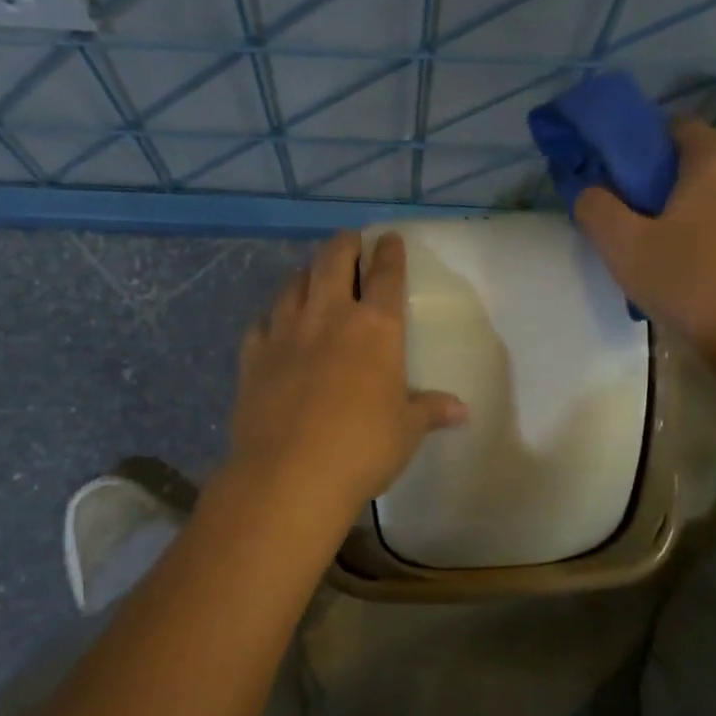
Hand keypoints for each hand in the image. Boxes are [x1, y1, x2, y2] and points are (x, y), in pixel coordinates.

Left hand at [229, 231, 467, 520]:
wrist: (290, 476)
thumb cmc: (362, 449)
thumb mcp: (406, 431)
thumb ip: (430, 410)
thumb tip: (462, 410)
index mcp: (374, 329)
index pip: (386, 276)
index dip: (389, 253)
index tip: (388, 239)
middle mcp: (328, 318)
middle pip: (333, 262)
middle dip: (344, 245)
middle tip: (349, 240)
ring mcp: (285, 334)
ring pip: (293, 285)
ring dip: (306, 273)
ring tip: (312, 272)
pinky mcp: (253, 359)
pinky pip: (260, 324)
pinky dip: (271, 318)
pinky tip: (272, 324)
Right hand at [574, 119, 715, 360]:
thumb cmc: (689, 283)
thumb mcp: (623, 247)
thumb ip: (596, 208)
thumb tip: (589, 190)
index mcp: (715, 157)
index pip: (675, 126)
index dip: (643, 148)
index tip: (623, 182)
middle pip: (704, 152)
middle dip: (671, 173)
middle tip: (643, 211)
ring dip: (698, 200)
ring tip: (670, 241)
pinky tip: (702, 261)